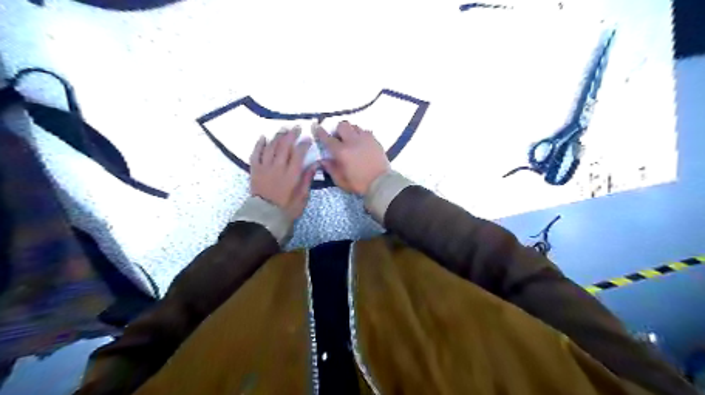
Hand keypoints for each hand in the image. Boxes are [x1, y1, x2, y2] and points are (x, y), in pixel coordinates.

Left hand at [251, 127, 316, 217]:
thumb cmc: (287, 208)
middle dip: (291, 135)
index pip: (298, 153)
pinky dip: (259, 144)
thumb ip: (307, 179)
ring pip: (271, 147)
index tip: (308, 138)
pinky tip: (263, 137)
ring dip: (277, 136)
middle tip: (296, 127)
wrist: (265, 216)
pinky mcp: (255, 170)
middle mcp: (278, 167)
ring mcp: (265, 167)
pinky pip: (256, 154)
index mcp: (292, 174)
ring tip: (283, 129)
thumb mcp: (302, 196)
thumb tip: (315, 164)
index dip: (303, 144)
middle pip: (284, 146)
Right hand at [315, 120, 390, 194]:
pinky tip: (361, 143)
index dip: (320, 132)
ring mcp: (365, 139)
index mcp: (342, 152)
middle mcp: (352, 141)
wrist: (381, 183)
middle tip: (338, 138)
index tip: (316, 127)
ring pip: (354, 126)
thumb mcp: (341, 180)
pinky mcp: (375, 140)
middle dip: (338, 130)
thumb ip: (330, 169)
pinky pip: (365, 132)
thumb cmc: (359, 183)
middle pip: (342, 125)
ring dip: (350, 131)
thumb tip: (323, 160)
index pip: (328, 138)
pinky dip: (361, 135)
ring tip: (351, 140)